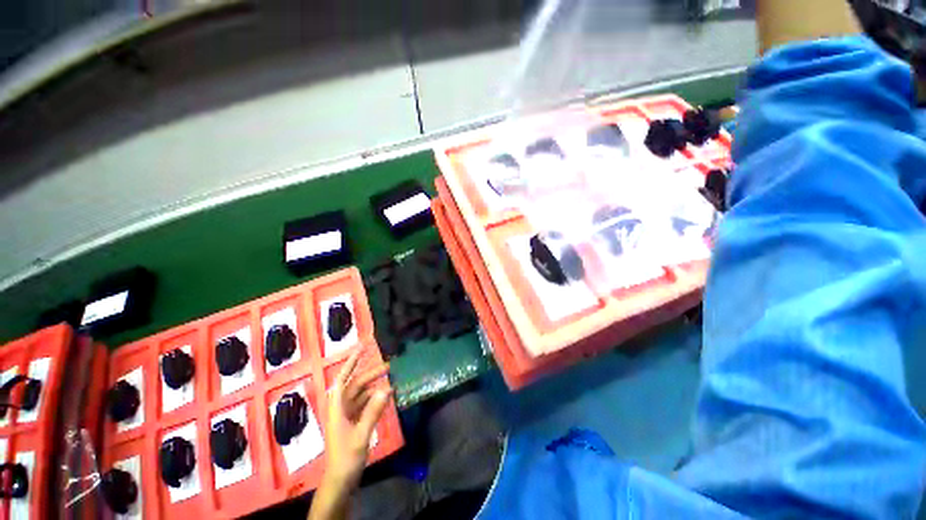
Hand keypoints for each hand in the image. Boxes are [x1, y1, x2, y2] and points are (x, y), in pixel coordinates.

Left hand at [323, 350, 390, 489]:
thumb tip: (386, 388)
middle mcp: (341, 408)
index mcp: (337, 408)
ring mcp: (348, 415)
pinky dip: (376, 398)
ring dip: (375, 385)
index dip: (351, 362)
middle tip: (390, 365)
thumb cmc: (346, 458)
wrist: (340, 481)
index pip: (343, 379)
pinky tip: (387, 395)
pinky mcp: (354, 421)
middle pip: (356, 384)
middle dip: (371, 373)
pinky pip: (366, 404)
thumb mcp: (361, 435)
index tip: (362, 348)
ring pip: (362, 393)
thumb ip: (373, 411)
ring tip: (391, 378)